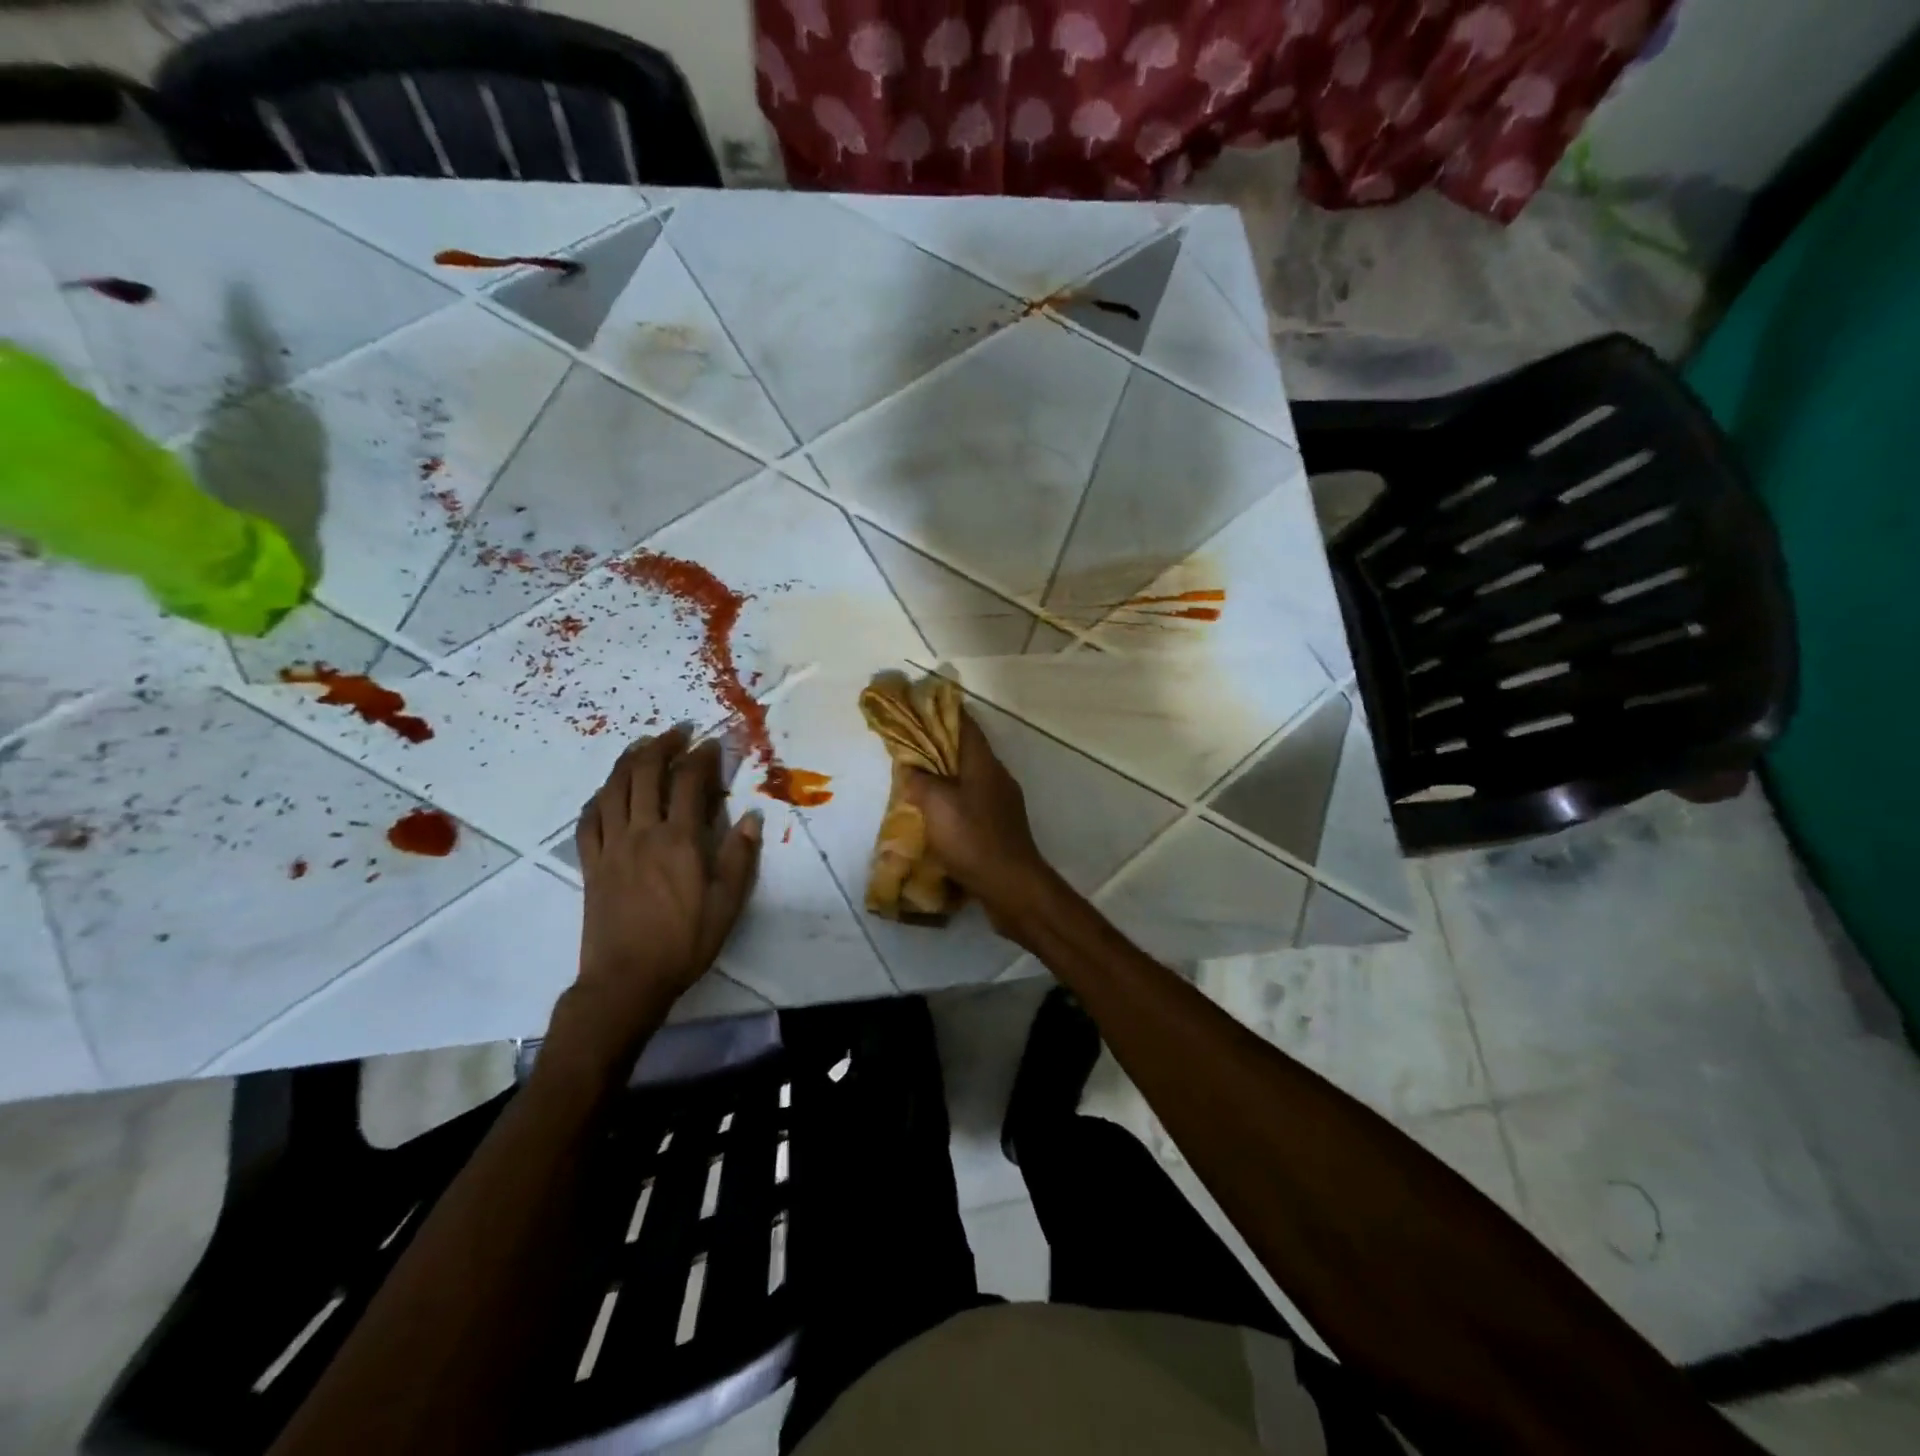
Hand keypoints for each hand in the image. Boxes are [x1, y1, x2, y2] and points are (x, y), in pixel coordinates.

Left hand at [550, 728, 761, 1076]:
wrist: (626, 980)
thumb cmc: (684, 943)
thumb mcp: (727, 904)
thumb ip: (740, 857)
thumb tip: (753, 818)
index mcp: (679, 841)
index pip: (690, 782)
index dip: (703, 756)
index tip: (713, 742)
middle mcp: (642, 833)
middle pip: (645, 773)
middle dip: (662, 746)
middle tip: (678, 732)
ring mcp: (611, 847)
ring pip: (613, 789)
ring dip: (628, 760)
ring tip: (643, 745)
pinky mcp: (590, 864)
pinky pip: (588, 820)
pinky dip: (598, 797)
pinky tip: (607, 791)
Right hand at [902, 709, 1062, 943]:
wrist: (1011, 886)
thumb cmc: (972, 838)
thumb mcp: (936, 805)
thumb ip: (920, 781)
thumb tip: (910, 768)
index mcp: (984, 764)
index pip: (965, 725)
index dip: (943, 712)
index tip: (920, 705)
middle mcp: (997, 777)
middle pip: (967, 751)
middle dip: (939, 745)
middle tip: (910, 745)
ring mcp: (1003, 803)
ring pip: (970, 778)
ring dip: (946, 776)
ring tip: (918, 780)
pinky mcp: (1001, 827)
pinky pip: (973, 802)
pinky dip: (954, 800)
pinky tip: (937, 814)